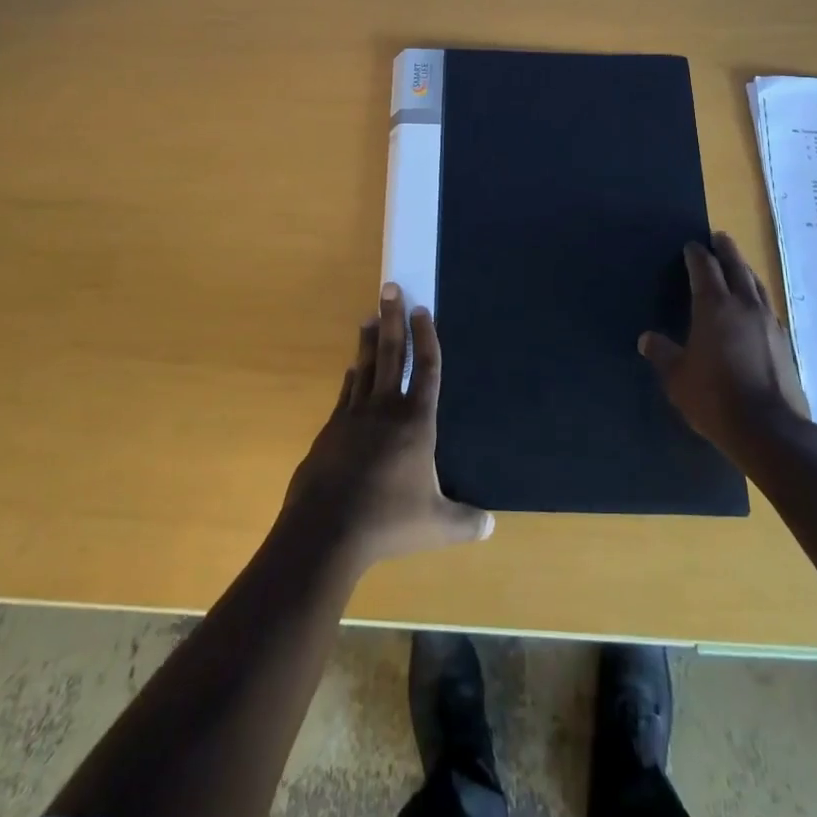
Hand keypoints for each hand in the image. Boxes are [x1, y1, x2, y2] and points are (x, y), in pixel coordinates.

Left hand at [284, 285, 493, 569]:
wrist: (325, 529)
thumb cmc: (388, 521)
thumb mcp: (436, 525)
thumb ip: (465, 522)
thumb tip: (491, 526)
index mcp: (416, 422)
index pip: (427, 369)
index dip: (427, 337)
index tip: (422, 309)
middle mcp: (385, 409)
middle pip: (392, 354)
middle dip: (393, 319)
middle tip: (390, 287)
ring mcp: (353, 416)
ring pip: (364, 367)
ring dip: (369, 341)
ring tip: (370, 316)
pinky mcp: (331, 430)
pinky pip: (346, 393)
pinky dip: (351, 376)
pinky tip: (350, 369)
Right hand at [638, 231, 811, 458]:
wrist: (770, 430)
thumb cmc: (715, 398)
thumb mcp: (677, 378)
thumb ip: (663, 354)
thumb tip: (647, 339)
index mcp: (714, 307)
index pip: (704, 268)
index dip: (696, 254)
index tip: (690, 246)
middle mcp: (744, 306)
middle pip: (736, 266)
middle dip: (725, 250)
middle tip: (718, 238)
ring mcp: (768, 322)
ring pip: (756, 284)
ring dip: (745, 269)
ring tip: (738, 264)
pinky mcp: (784, 341)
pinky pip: (767, 305)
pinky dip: (757, 295)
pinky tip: (754, 305)